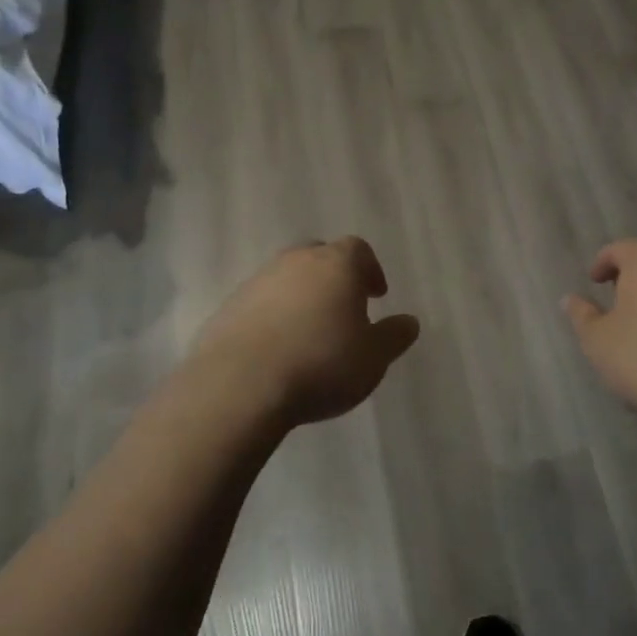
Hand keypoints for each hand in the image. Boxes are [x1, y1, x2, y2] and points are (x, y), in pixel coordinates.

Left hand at [191, 238, 420, 427]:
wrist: (239, 386)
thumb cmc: (321, 364)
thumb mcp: (373, 358)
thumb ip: (394, 336)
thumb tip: (409, 322)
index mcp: (336, 265)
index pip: (358, 249)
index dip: (370, 269)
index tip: (376, 295)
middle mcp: (295, 262)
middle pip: (319, 256)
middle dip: (334, 277)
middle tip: (343, 308)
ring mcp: (257, 282)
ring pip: (286, 278)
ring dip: (301, 297)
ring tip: (309, 333)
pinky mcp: (228, 308)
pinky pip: (259, 304)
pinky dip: (272, 317)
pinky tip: (277, 349)